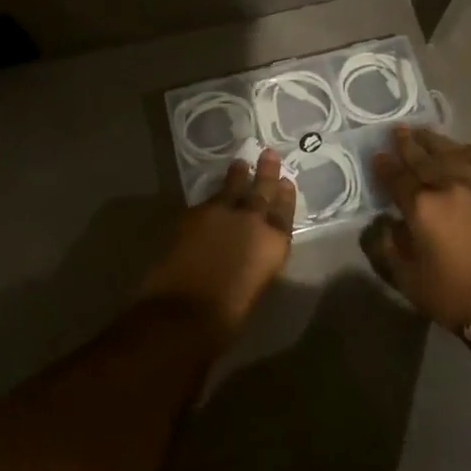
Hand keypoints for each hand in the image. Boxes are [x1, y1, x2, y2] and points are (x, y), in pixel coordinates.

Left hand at [138, 150, 294, 340]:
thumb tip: (248, 251)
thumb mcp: (254, 286)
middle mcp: (252, 221)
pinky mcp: (194, 212)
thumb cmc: (227, 316)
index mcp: (274, 244)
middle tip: (269, 154)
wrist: (184, 312)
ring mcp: (221, 212)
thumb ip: (255, 260)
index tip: (286, 182)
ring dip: (238, 176)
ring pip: (233, 187)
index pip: (284, 213)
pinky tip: (213, 196)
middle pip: (262, 190)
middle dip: (266, 173)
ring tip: (241, 163)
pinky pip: (209, 199)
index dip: (285, 197)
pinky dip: (214, 196)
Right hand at [362, 126, 470, 335]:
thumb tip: (381, 224)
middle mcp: (449, 187)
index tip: (377, 155)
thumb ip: (386, 247)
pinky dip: (469, 153)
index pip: (396, 177)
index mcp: (421, 207)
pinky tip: (462, 148)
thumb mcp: (406, 279)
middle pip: (423, 159)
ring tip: (424, 133)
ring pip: (453, 154)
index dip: (384, 165)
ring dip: (436, 142)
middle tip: (397, 130)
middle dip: (407, 144)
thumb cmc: (453, 296)